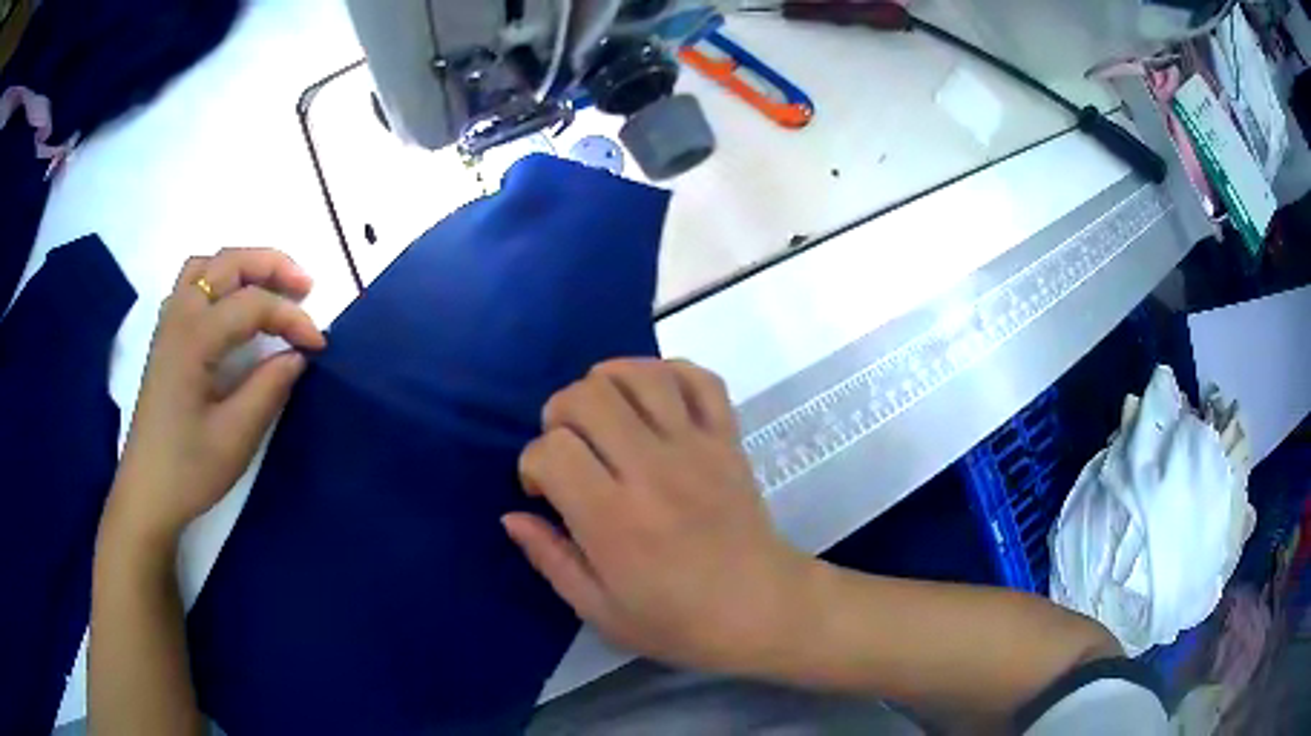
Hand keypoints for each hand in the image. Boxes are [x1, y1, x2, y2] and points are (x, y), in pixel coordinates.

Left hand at [106, 248, 325, 548]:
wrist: (147, 494)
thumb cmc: (189, 469)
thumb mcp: (235, 437)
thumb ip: (269, 389)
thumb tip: (297, 355)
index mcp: (194, 338)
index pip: (252, 305)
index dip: (291, 318)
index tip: (319, 344)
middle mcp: (179, 316)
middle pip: (228, 263)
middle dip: (271, 265)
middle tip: (306, 287)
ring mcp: (169, 324)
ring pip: (207, 266)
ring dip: (243, 267)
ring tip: (271, 287)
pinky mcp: (167, 339)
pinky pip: (193, 284)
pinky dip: (219, 280)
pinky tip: (232, 306)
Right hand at [506, 359, 815, 674]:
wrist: (762, 609)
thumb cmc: (678, 621)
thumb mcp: (600, 610)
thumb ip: (551, 559)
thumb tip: (512, 516)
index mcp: (614, 520)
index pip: (551, 450)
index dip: (532, 463)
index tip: (544, 491)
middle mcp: (652, 471)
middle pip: (587, 397)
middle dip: (560, 413)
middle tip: (569, 448)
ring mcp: (696, 447)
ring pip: (639, 375)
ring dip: (606, 383)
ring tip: (604, 416)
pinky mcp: (728, 438)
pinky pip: (699, 378)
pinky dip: (667, 372)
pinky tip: (651, 398)